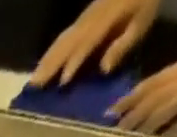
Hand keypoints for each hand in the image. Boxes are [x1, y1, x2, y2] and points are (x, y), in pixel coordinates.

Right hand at [31, 0, 158, 87]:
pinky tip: (43, 65)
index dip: (75, 61)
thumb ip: (123, 44)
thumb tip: (104, 69)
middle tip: (34, 88)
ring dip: (45, 61)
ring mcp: (84, 18)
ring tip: (32, 82)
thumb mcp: (142, 22)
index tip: (63, 82)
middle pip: (67, 43)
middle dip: (50, 65)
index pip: (87, 42)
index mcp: (106, 20)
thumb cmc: (144, 2)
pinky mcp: (82, 20)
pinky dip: (51, 53)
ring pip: (61, 41)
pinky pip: (63, 37)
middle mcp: (90, 19)